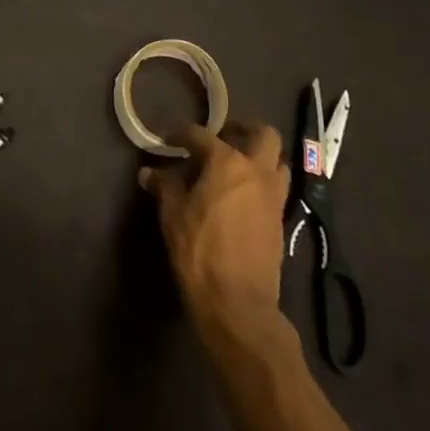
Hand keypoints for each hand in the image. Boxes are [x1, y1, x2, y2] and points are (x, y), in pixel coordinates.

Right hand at [141, 120, 292, 352]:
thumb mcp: (172, 214)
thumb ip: (164, 186)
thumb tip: (149, 172)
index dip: (181, 134)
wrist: (237, 300)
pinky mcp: (280, 219)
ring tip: (235, 165)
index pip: (201, 135)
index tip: (169, 139)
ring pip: (277, 161)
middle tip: (222, 136)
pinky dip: (260, 182)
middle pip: (263, 135)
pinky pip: (275, 187)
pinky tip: (239, 195)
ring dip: (259, 156)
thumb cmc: (198, 250)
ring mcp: (273, 196)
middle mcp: (256, 171)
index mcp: (227, 162)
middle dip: (243, 129)